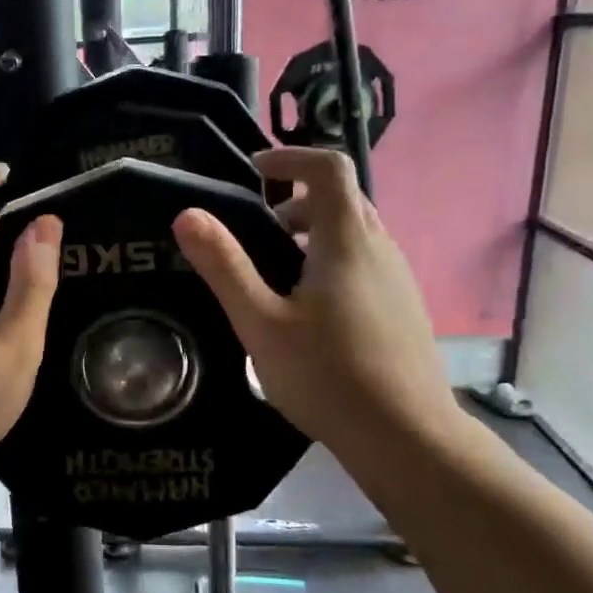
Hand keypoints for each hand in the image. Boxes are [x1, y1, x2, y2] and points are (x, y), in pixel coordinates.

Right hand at [171, 147, 461, 454]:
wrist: (406, 436)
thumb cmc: (327, 375)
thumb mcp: (261, 323)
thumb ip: (225, 267)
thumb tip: (187, 214)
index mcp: (346, 241)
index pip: (329, 167)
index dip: (291, 156)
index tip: (254, 169)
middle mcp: (380, 248)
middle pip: (343, 199)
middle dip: (297, 200)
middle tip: (258, 229)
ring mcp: (398, 279)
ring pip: (356, 233)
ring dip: (314, 233)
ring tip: (276, 273)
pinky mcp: (404, 307)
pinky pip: (365, 262)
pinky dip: (333, 261)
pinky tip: (309, 311)